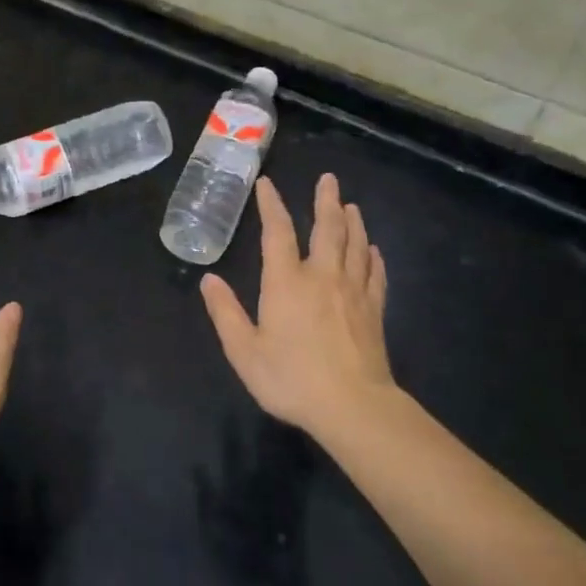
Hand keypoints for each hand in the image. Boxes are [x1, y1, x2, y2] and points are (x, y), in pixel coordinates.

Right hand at [200, 174, 392, 434]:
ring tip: (351, 205)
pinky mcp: (374, 310)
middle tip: (329, 179)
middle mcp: (322, 276)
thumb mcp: (244, 350)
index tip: (267, 184)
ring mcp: (353, 291)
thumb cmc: (291, 378)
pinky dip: (374, 257)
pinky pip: (376, 274)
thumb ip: (226, 313)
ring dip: (353, 222)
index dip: (271, 205)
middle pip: (328, 228)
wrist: (353, 406)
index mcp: (286, 282)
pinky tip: (375, 250)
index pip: (277, 232)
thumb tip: (209, 280)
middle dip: (326, 201)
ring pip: (356, 245)